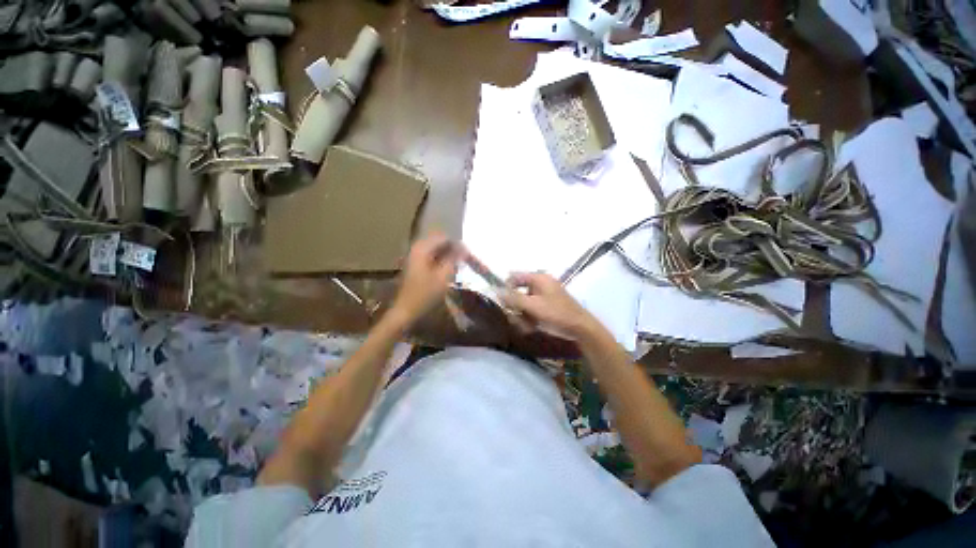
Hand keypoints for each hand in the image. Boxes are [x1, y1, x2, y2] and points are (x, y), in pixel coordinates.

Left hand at [390, 232, 463, 324]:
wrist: (406, 311)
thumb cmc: (425, 294)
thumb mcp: (443, 276)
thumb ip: (454, 259)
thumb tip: (464, 248)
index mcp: (422, 248)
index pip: (444, 237)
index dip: (458, 245)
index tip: (468, 255)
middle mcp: (417, 248)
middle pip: (440, 241)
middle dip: (453, 249)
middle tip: (465, 260)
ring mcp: (415, 256)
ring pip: (436, 249)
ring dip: (448, 255)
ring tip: (459, 265)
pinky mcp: (416, 264)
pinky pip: (432, 256)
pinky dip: (442, 260)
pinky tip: (449, 269)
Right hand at [501, 272, 597, 338]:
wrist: (581, 328)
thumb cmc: (556, 314)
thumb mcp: (533, 306)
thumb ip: (513, 298)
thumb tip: (496, 291)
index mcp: (538, 278)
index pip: (514, 277)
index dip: (506, 288)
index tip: (503, 303)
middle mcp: (541, 284)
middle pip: (518, 291)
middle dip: (515, 306)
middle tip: (515, 317)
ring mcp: (545, 295)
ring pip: (525, 302)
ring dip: (522, 314)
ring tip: (527, 325)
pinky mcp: (549, 305)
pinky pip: (533, 308)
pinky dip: (530, 317)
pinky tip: (533, 327)